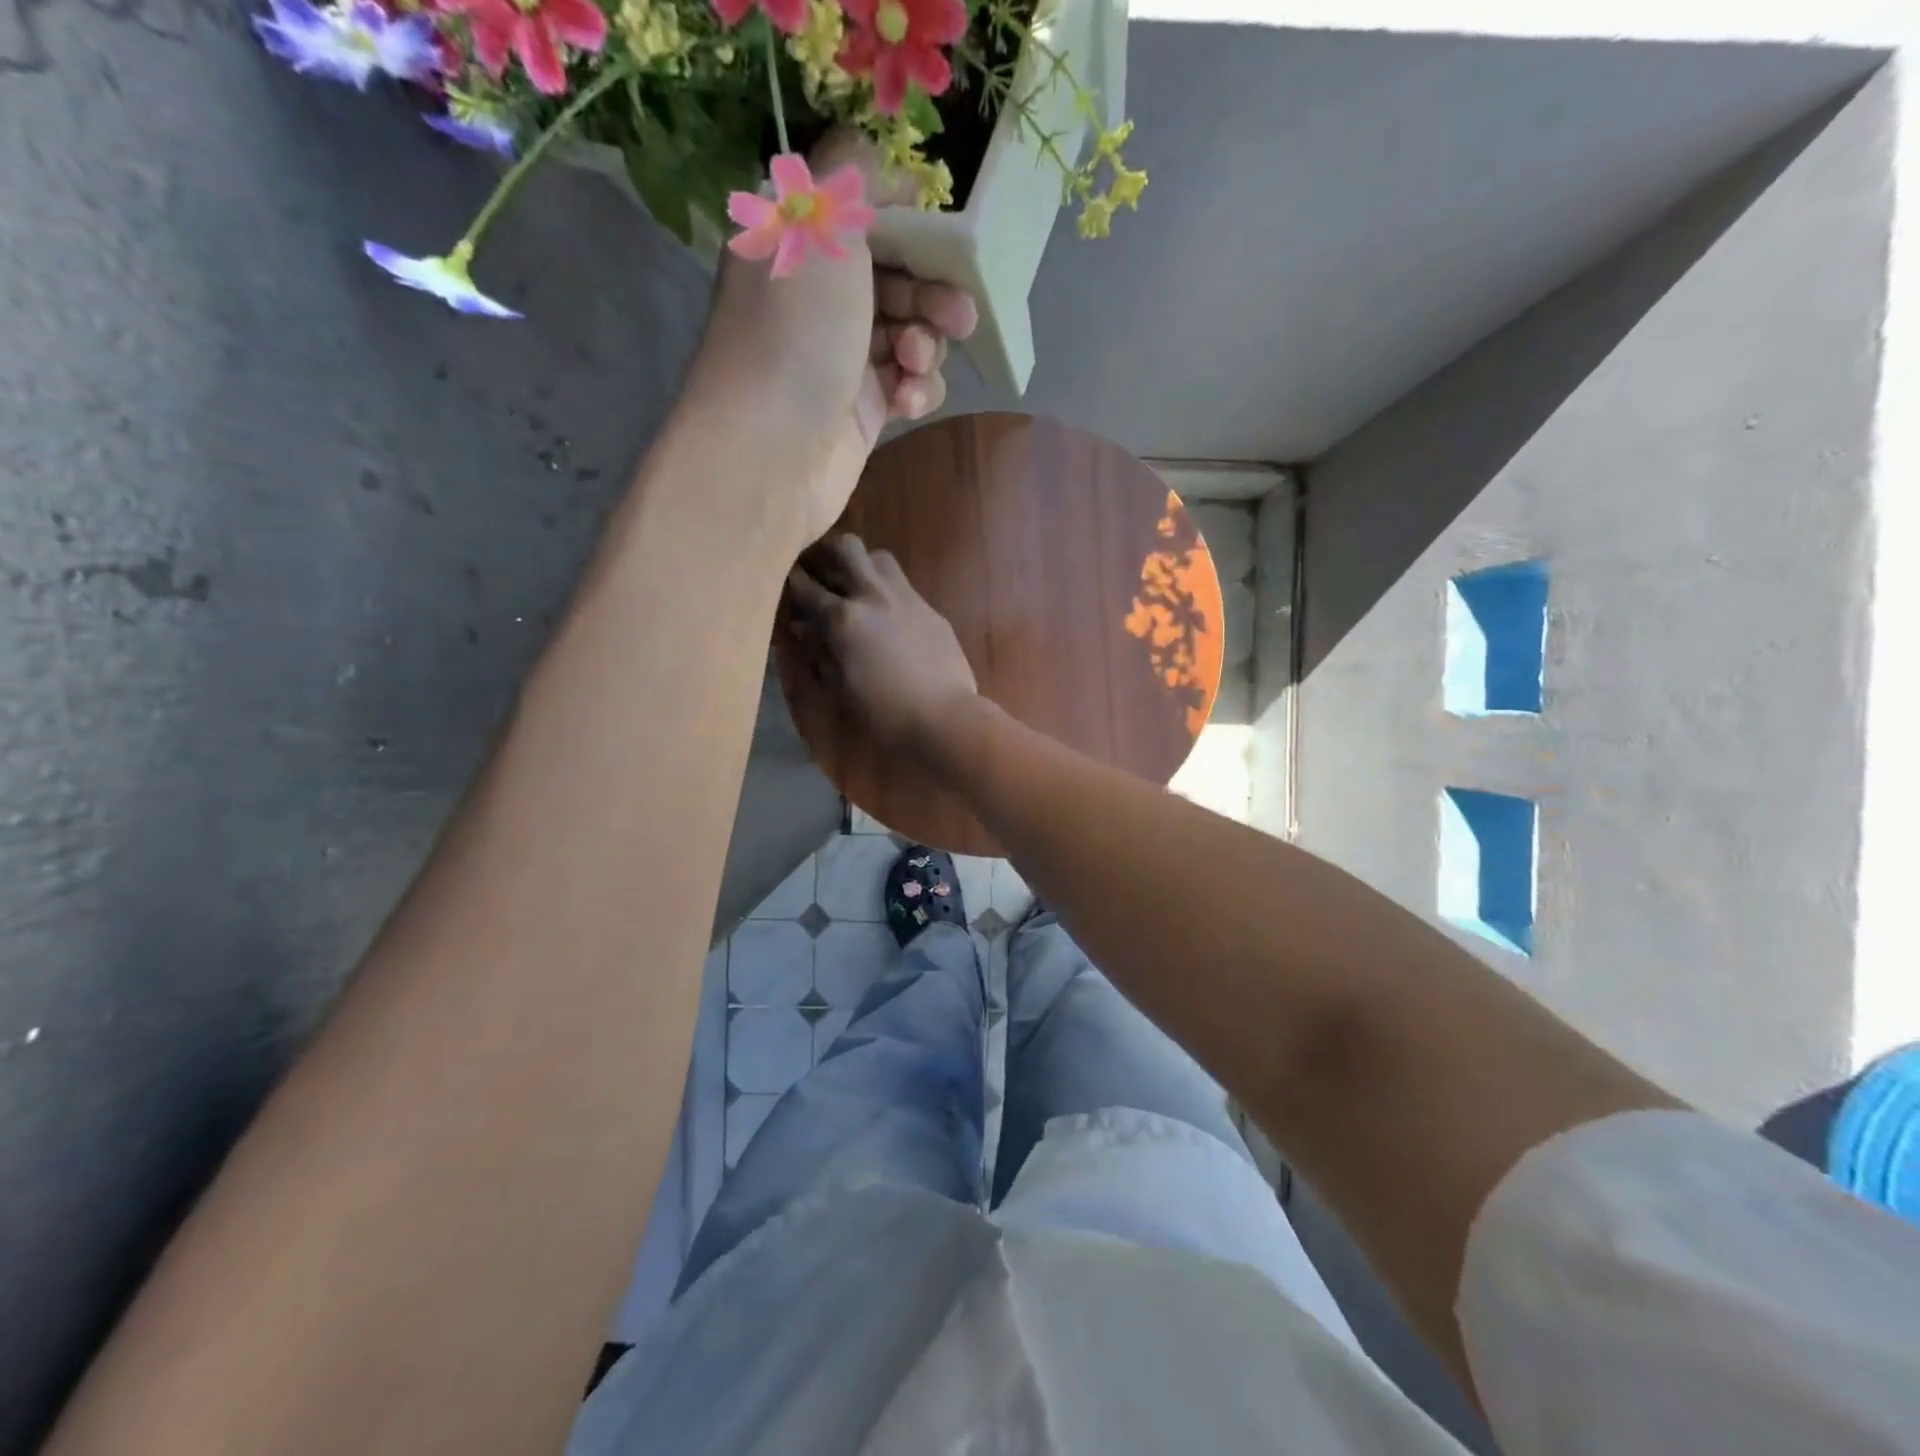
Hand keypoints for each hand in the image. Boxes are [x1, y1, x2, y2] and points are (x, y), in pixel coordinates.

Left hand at [689, 132, 978, 544]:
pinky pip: (906, 385)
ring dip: (925, 344)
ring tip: (914, 363)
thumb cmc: (796, 332)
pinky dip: (916, 390)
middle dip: (932, 293)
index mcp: (797, 244)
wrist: (773, 451)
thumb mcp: (819, 221)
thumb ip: (855, 174)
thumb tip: (890, 172)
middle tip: (958, 315)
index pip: (863, 216)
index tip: (945, 239)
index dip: (910, 225)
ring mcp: (840, 358)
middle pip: (896, 279)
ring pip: (909, 334)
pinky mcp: (860, 410)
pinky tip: (906, 402)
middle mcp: (817, 299)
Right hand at [783, 535, 978, 756]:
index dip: (789, 581)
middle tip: (820, 573)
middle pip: (845, 547)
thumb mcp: (836, 688)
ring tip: (855, 588)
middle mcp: (873, 596)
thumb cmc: (882, 715)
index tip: (783, 585)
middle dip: (826, 552)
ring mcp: (907, 599)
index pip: (804, 585)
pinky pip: (904, 586)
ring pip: (879, 557)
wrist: (944, 719)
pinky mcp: (931, 611)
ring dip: (862, 565)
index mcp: (842, 618)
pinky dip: (888, 592)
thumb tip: (801, 630)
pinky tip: (888, 617)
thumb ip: (816, 652)